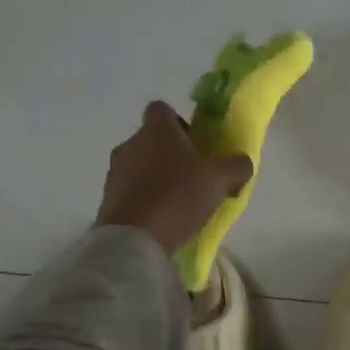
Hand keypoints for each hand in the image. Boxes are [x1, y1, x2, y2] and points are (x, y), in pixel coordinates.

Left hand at [96, 102, 253, 256]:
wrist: (134, 240)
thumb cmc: (179, 196)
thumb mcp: (222, 179)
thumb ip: (237, 166)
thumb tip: (242, 163)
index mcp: (156, 130)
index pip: (162, 109)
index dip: (179, 122)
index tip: (196, 142)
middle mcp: (131, 144)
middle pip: (152, 140)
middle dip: (172, 155)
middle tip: (196, 177)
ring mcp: (115, 173)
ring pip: (141, 167)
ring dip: (158, 179)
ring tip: (181, 204)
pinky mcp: (107, 201)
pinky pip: (132, 192)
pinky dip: (146, 200)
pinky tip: (164, 220)